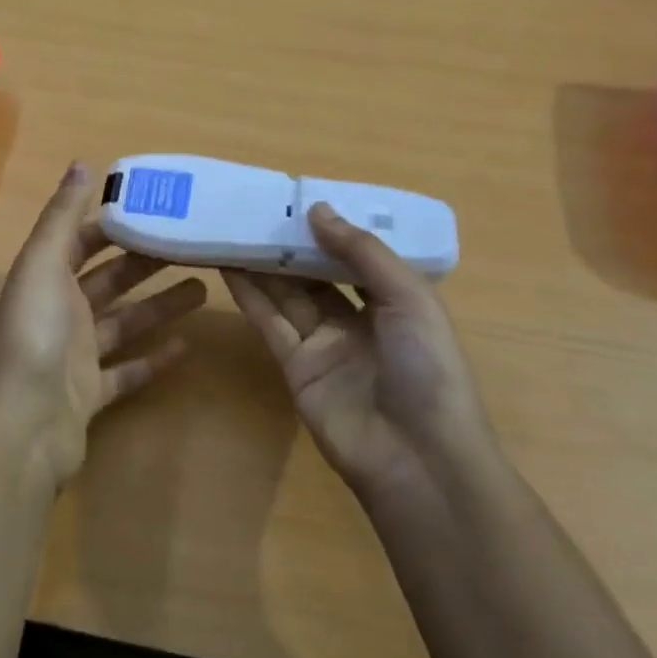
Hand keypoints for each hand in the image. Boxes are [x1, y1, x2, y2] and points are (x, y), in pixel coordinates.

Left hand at [0, 163, 207, 485]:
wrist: (21, 429)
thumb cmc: (33, 336)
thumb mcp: (43, 264)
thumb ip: (62, 216)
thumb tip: (81, 162)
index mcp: (46, 278)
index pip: (83, 241)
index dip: (115, 224)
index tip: (157, 209)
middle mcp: (59, 312)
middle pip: (110, 280)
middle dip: (147, 262)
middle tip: (194, 246)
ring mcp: (75, 356)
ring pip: (125, 322)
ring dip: (160, 306)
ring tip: (204, 288)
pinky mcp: (91, 395)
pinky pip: (128, 372)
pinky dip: (154, 359)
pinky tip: (187, 346)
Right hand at [224, 203, 496, 502]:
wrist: (418, 459)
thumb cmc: (427, 369)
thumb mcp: (408, 298)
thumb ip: (361, 252)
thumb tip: (317, 209)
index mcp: (396, 302)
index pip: (358, 256)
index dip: (331, 230)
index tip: (299, 198)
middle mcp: (359, 320)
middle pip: (317, 274)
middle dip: (290, 244)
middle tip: (256, 208)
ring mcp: (325, 345)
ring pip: (288, 294)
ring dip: (263, 263)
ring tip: (233, 228)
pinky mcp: (296, 368)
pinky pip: (270, 323)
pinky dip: (250, 295)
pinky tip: (228, 266)